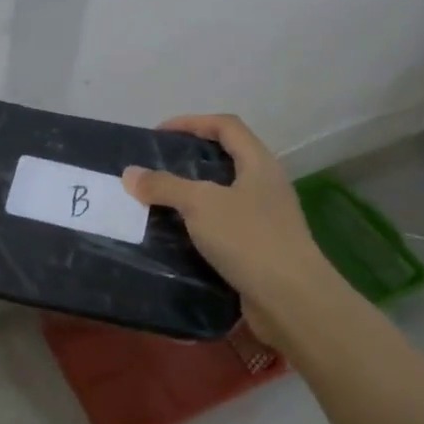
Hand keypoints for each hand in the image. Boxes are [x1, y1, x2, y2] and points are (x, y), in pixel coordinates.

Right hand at [122, 114, 345, 341]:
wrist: (293, 301)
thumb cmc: (249, 239)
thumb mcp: (200, 204)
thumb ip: (164, 185)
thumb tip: (130, 174)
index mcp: (259, 164)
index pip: (226, 125)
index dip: (192, 122)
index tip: (159, 134)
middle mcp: (266, 185)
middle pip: (226, 158)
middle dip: (189, 159)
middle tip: (155, 168)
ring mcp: (266, 219)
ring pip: (223, 195)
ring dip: (191, 195)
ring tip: (158, 201)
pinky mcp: (260, 249)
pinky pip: (223, 227)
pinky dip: (199, 226)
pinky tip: (176, 236)